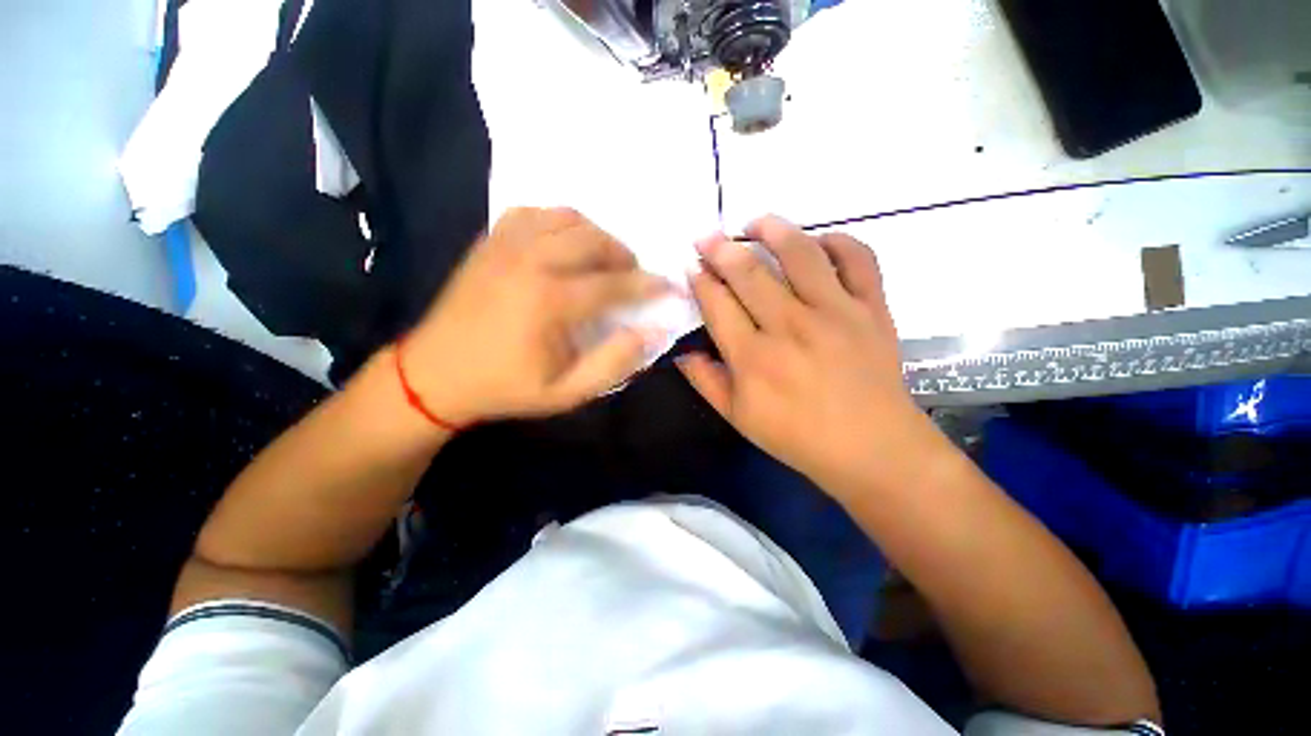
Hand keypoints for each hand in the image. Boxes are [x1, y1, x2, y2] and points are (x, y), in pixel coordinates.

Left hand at [401, 207, 671, 424]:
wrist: (434, 375)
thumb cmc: (505, 388)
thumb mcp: (566, 393)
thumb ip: (613, 364)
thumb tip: (651, 332)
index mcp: (550, 302)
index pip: (615, 284)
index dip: (648, 285)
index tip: (669, 285)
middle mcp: (530, 262)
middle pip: (593, 240)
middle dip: (623, 254)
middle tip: (632, 274)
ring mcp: (506, 246)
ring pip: (566, 218)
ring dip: (595, 234)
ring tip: (602, 258)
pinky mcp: (489, 242)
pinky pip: (532, 213)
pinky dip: (558, 221)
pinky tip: (563, 242)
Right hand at [677, 216, 934, 492]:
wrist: (873, 448)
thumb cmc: (798, 437)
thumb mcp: (739, 418)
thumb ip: (706, 381)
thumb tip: (681, 351)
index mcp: (753, 358)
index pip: (717, 304)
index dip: (700, 280)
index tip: (691, 267)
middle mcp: (790, 326)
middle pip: (749, 273)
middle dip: (721, 249)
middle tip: (707, 237)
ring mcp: (835, 312)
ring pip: (800, 253)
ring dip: (772, 230)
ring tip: (755, 223)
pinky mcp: (871, 308)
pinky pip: (858, 259)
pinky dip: (839, 241)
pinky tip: (819, 242)